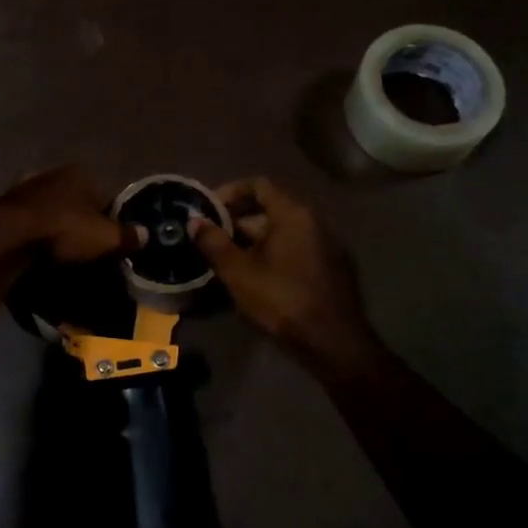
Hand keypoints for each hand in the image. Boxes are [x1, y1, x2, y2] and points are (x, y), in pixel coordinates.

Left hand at [0, 166, 142, 263]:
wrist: (8, 235)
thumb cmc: (64, 230)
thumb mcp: (105, 238)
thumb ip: (127, 236)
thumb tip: (146, 234)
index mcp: (80, 174)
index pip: (104, 195)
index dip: (109, 218)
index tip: (108, 241)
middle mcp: (52, 173)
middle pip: (74, 199)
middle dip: (79, 218)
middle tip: (82, 246)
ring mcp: (25, 187)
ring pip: (48, 206)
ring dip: (53, 222)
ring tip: (57, 250)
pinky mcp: (3, 204)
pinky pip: (26, 219)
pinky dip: (31, 230)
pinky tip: (34, 248)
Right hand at [191, 177, 383, 368]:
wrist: (333, 342)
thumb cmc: (281, 299)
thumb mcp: (238, 271)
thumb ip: (214, 242)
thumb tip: (195, 221)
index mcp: (293, 213)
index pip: (259, 185)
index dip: (230, 192)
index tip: (209, 209)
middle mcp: (314, 221)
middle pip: (270, 208)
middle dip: (238, 220)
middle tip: (213, 238)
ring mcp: (326, 244)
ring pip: (282, 231)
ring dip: (254, 240)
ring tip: (228, 260)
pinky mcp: (330, 267)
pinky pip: (295, 248)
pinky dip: (273, 253)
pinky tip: (255, 276)